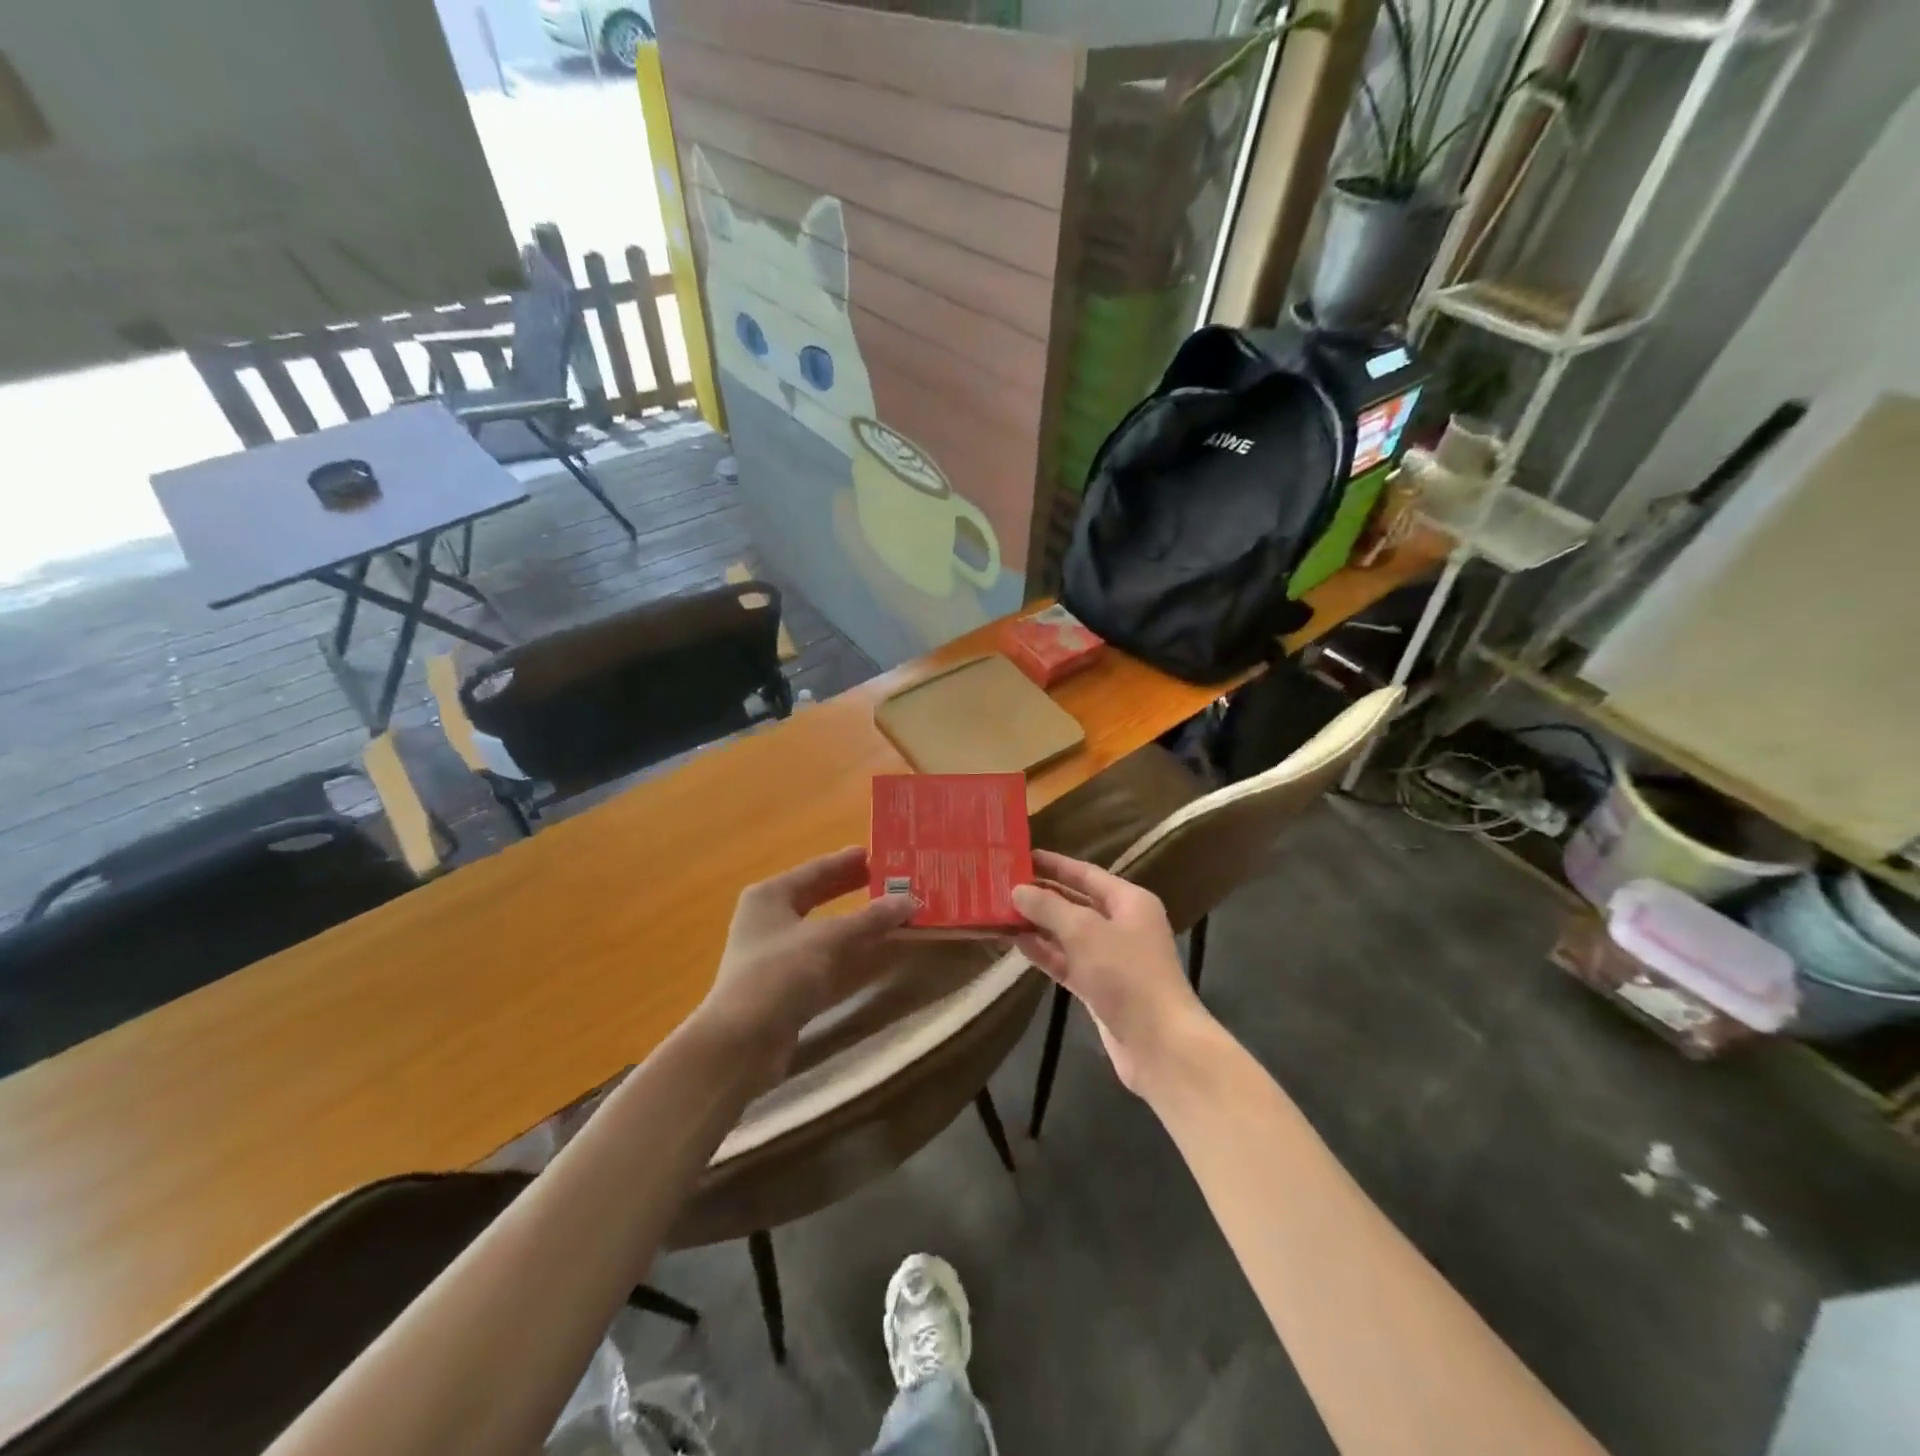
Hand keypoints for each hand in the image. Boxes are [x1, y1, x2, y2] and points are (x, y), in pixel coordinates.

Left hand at [698, 847, 916, 1069]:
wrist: (740, 1044)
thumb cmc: (778, 975)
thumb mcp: (828, 939)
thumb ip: (870, 919)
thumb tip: (909, 900)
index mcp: (770, 896)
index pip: (816, 869)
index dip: (848, 861)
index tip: (880, 854)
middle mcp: (769, 919)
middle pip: (818, 897)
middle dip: (853, 889)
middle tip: (890, 881)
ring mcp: (775, 955)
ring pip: (823, 930)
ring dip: (856, 923)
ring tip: (891, 913)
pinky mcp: (785, 986)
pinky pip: (824, 958)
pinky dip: (849, 953)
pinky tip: (875, 952)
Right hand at [1010, 850, 1214, 1096]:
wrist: (1158, 1043)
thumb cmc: (1126, 974)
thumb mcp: (1084, 931)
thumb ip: (1049, 907)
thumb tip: (1018, 890)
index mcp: (1129, 901)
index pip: (1086, 873)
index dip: (1054, 864)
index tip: (1021, 856)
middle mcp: (1122, 924)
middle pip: (1075, 902)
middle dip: (1041, 894)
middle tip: (1002, 884)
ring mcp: (1110, 958)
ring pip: (1067, 934)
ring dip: (1037, 924)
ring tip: (1000, 911)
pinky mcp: (1098, 987)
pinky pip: (1066, 961)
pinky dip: (1044, 952)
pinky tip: (1015, 942)